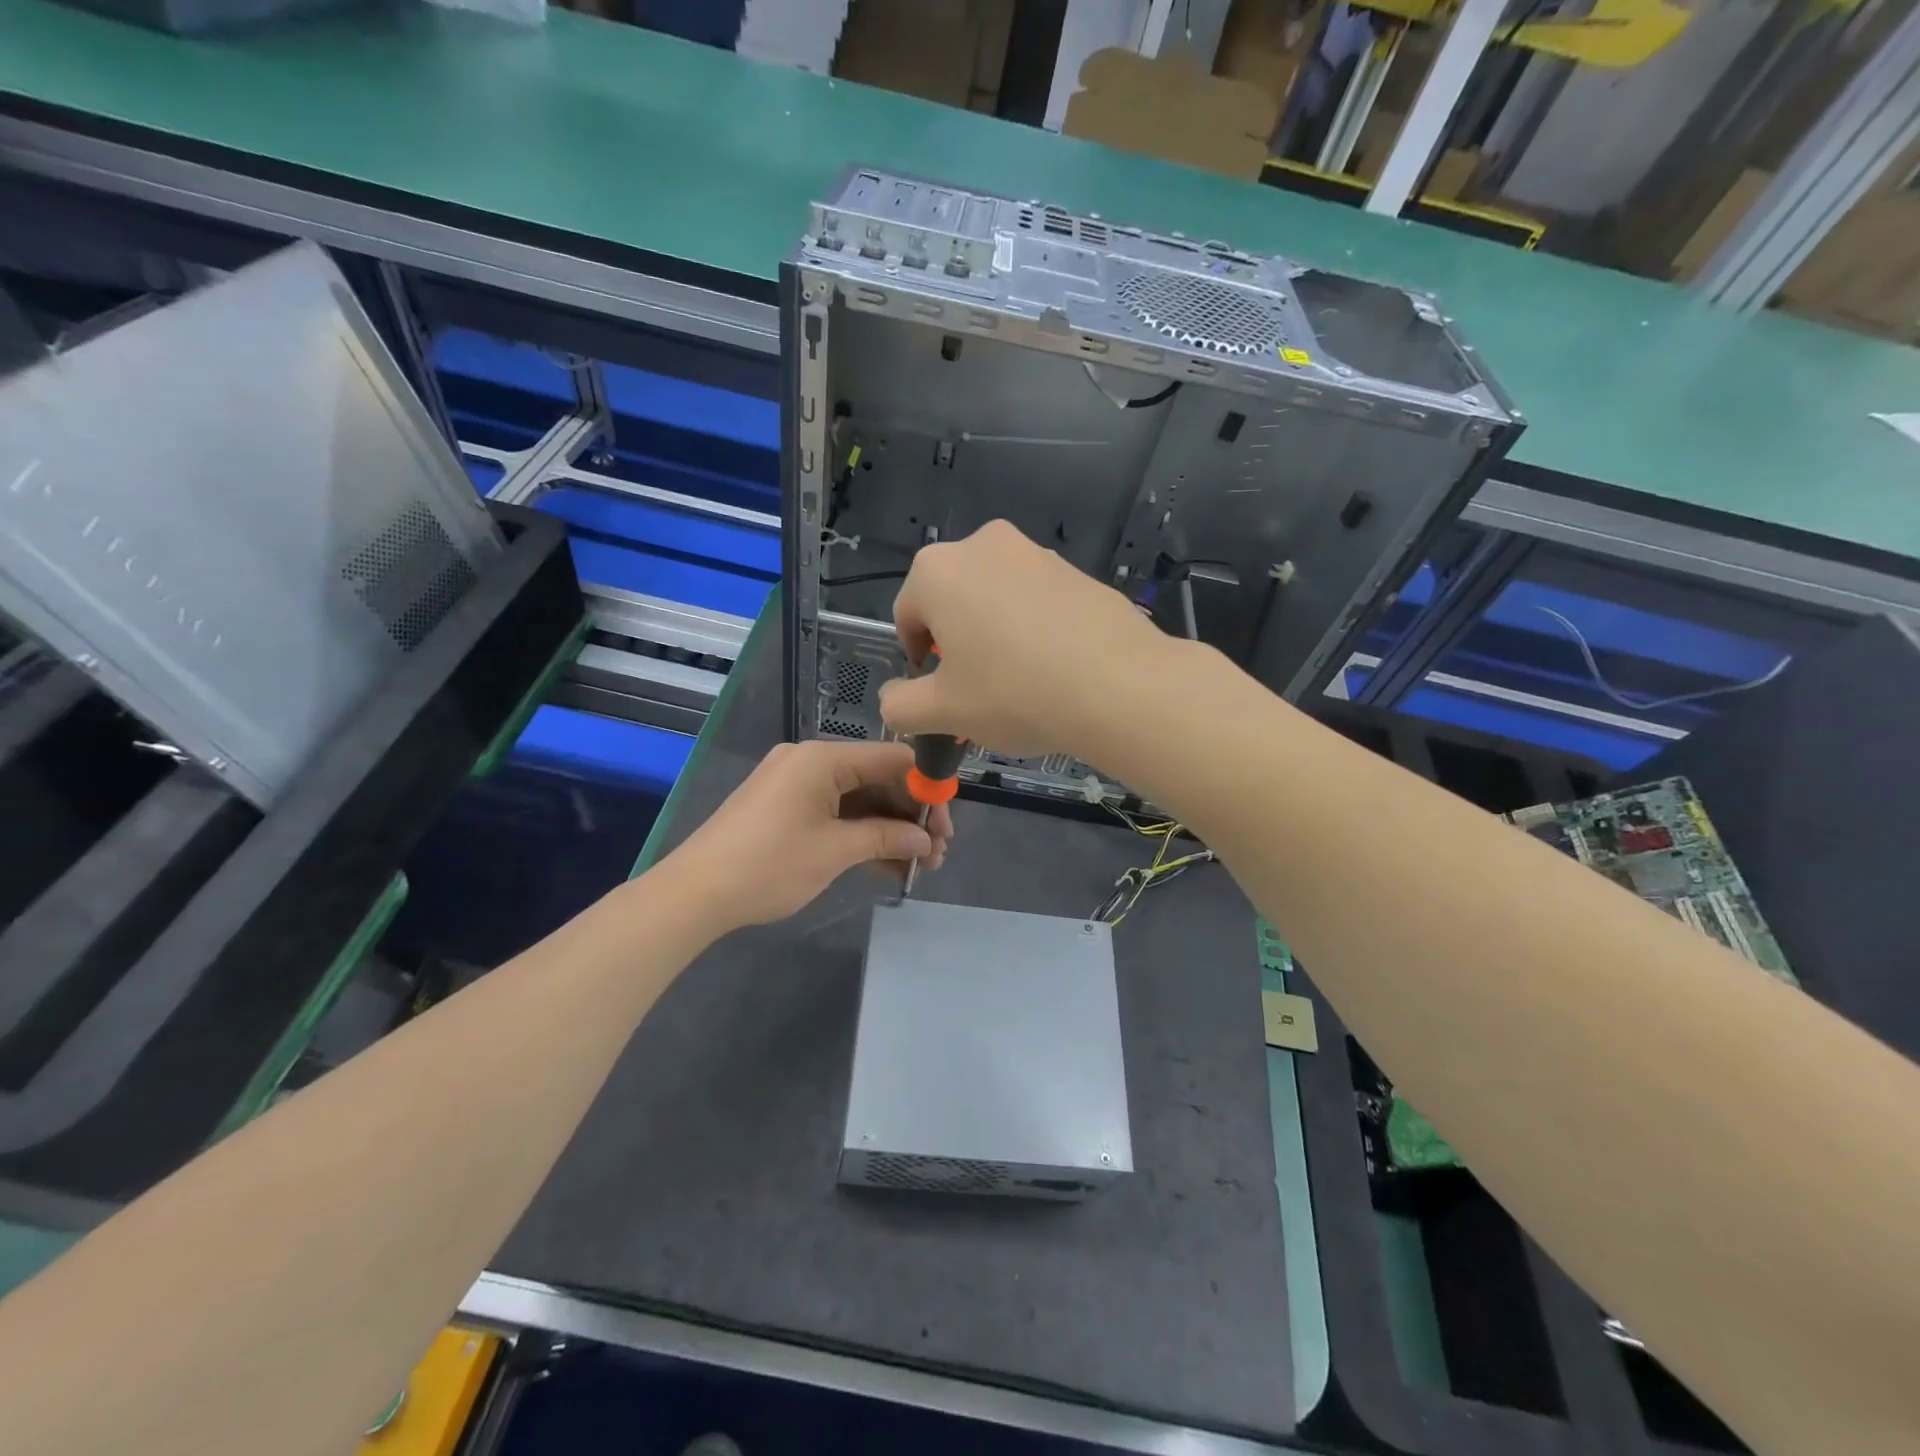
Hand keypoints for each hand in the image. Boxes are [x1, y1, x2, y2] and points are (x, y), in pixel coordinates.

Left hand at [664, 740, 953, 928]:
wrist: (695, 894)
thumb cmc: (769, 864)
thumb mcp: (835, 851)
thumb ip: (886, 838)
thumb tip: (926, 841)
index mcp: (822, 758)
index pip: (892, 759)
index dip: (926, 789)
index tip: (946, 824)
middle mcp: (810, 761)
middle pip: (877, 779)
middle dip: (910, 815)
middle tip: (937, 853)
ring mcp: (796, 784)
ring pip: (858, 800)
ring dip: (889, 829)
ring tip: (919, 866)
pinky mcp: (786, 808)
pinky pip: (835, 812)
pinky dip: (860, 834)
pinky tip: (887, 864)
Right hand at [878, 520, 1172, 757]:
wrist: (1118, 686)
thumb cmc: (1013, 694)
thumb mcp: (942, 712)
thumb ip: (899, 706)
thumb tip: (892, 698)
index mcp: (937, 571)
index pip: (906, 617)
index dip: (916, 661)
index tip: (941, 694)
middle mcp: (982, 544)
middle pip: (951, 602)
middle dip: (956, 645)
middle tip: (978, 690)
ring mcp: (1035, 552)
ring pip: (994, 600)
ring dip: (993, 635)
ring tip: (1019, 682)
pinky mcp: (1075, 569)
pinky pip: (1035, 600)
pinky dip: (1032, 628)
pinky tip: (1053, 667)